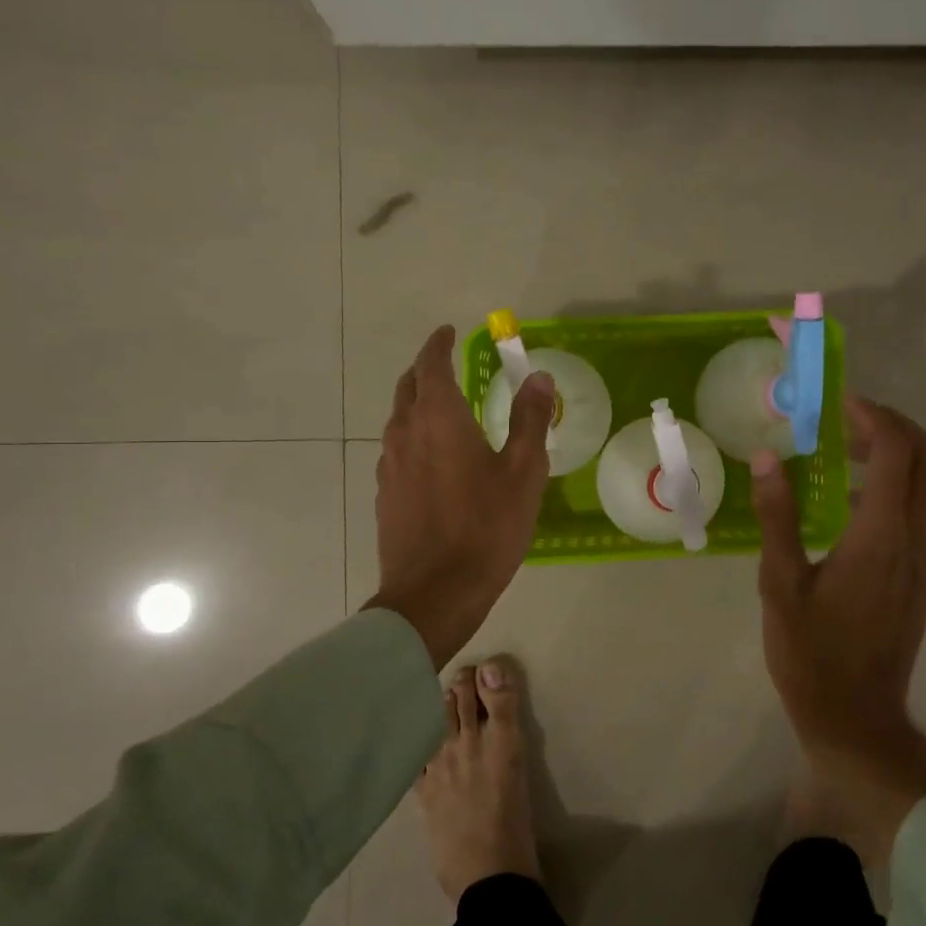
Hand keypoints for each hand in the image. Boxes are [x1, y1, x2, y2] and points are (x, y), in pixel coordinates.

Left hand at [366, 325, 554, 667]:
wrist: (434, 593)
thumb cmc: (486, 528)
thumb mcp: (523, 472)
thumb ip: (531, 420)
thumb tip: (539, 377)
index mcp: (439, 420)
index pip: (431, 366)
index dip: (438, 345)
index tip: (448, 332)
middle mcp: (406, 434)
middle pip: (408, 388)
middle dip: (425, 370)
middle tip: (445, 365)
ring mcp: (389, 466)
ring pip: (398, 419)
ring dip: (416, 404)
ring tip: (442, 409)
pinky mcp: (385, 495)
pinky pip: (397, 449)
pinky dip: (412, 436)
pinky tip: (431, 458)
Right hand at [751, 397, 925, 863]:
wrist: (857, 719)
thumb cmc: (812, 654)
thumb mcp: (781, 583)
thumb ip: (779, 517)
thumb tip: (770, 459)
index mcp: (882, 537)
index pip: (899, 452)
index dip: (874, 416)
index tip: (838, 403)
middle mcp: (915, 541)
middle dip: (892, 426)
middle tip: (843, 421)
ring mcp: (924, 561)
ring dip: (894, 455)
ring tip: (840, 454)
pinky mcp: (920, 577)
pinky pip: (918, 512)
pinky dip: (893, 487)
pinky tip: (847, 504)